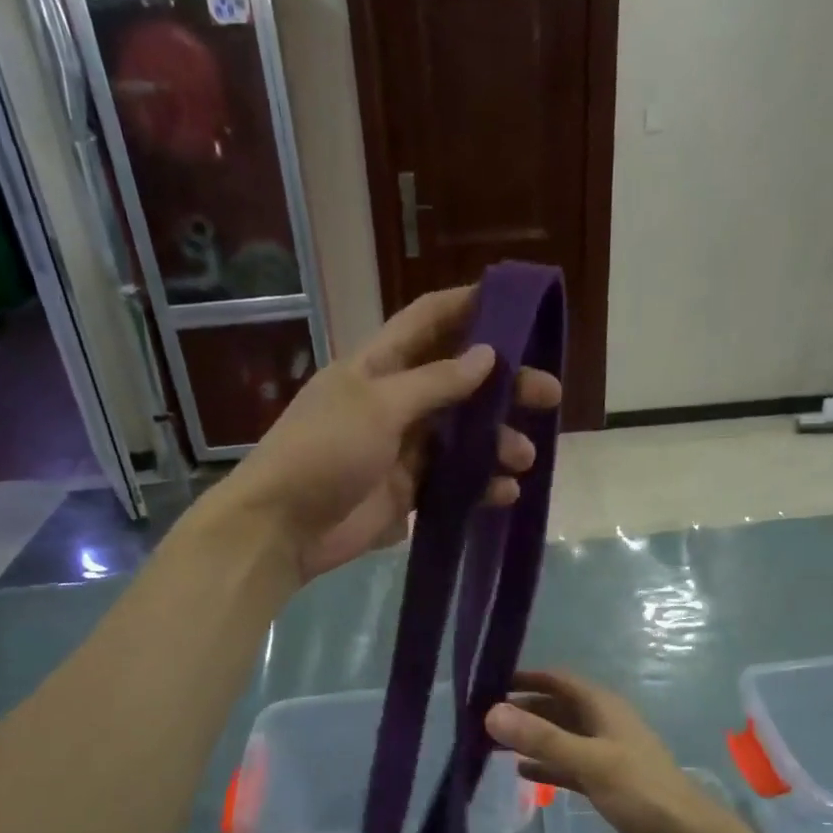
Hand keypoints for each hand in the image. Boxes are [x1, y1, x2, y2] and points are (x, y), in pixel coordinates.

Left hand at [213, 286, 561, 583]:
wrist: (284, 528)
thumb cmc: (324, 452)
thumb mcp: (379, 407)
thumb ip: (435, 383)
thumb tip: (487, 355)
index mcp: (379, 367)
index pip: (428, 322)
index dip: (469, 307)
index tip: (517, 304)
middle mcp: (395, 402)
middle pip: (459, 383)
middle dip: (504, 385)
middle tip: (548, 394)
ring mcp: (402, 450)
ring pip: (462, 437)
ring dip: (496, 443)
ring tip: (522, 457)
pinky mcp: (408, 493)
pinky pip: (454, 482)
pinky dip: (481, 485)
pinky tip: (504, 492)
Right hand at [486, 670, 754, 832]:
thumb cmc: (640, 790)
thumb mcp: (589, 760)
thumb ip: (541, 738)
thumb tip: (492, 713)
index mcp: (603, 707)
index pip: (558, 680)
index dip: (526, 678)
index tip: (489, 683)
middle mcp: (601, 723)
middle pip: (556, 708)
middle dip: (523, 710)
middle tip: (482, 718)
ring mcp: (603, 753)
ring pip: (559, 737)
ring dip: (530, 738)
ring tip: (492, 742)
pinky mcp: (603, 781)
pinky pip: (566, 765)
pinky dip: (545, 765)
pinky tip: (520, 771)